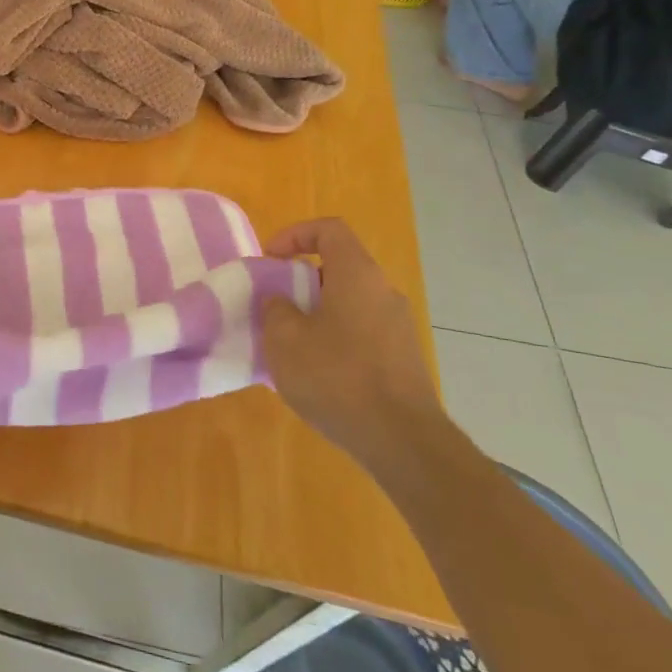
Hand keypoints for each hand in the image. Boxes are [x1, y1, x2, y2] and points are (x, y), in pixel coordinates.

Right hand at [260, 219, 444, 466]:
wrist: (402, 441)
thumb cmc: (337, 378)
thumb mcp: (284, 340)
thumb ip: (275, 309)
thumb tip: (281, 302)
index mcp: (357, 276)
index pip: (329, 230)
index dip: (294, 235)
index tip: (269, 260)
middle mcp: (384, 292)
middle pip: (338, 267)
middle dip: (300, 280)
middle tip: (273, 304)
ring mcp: (399, 327)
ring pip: (348, 302)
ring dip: (315, 312)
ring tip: (289, 342)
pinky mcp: (402, 358)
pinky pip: (360, 331)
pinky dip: (334, 337)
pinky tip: (316, 372)